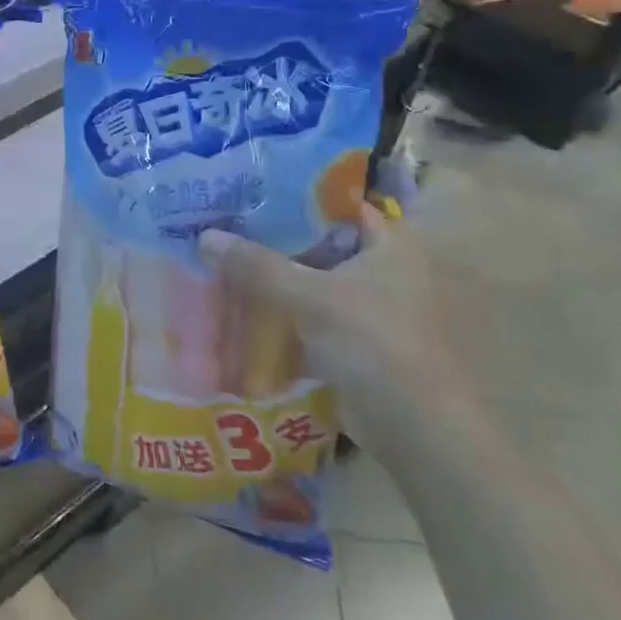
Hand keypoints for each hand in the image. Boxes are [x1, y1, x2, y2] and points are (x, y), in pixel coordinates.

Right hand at [201, 209, 453, 457]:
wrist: (414, 425)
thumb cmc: (373, 343)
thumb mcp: (310, 298)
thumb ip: (257, 266)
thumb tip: (206, 236)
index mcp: (389, 246)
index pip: (340, 206)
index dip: (297, 198)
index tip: (252, 194)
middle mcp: (385, 271)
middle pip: (321, 246)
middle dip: (276, 242)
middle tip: (227, 229)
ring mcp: (371, 309)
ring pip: (313, 284)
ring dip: (277, 281)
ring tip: (226, 265)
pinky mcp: (357, 343)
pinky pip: (311, 318)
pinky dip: (284, 316)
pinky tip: (245, 311)